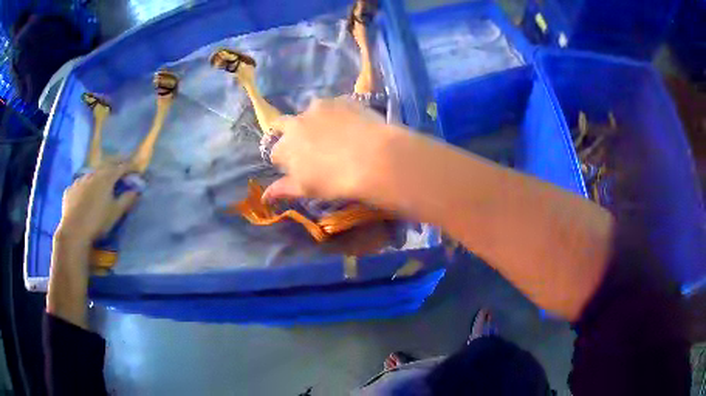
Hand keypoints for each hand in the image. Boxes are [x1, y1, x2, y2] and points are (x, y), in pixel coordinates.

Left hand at [56, 161, 139, 247]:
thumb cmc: (98, 222)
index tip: (136, 170)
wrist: (74, 231)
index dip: (130, 167)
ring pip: (92, 174)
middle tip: (121, 167)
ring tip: (101, 182)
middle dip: (115, 165)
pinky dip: (85, 187)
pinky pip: (80, 185)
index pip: (122, 167)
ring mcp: (79, 180)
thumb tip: (135, 190)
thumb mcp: (116, 213)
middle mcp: (93, 174)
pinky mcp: (70, 189)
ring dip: (98, 176)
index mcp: (106, 177)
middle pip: (106, 165)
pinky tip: (84, 195)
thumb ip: (126, 200)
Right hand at [263, 97, 398, 201]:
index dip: (284, 160)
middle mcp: (296, 122)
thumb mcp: (307, 189)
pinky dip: (336, 114)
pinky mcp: (340, 99)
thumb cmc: (335, 180)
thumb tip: (265, 195)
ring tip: (332, 133)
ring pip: (308, 113)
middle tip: (307, 144)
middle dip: (289, 133)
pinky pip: (332, 106)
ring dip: (313, 121)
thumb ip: (284, 189)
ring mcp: (318, 107)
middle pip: (283, 124)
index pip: (275, 153)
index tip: (296, 167)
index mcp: (285, 146)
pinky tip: (350, 125)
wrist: (372, 158)